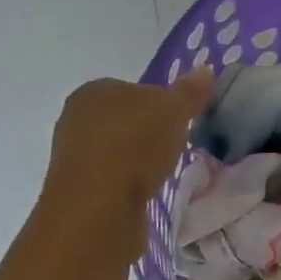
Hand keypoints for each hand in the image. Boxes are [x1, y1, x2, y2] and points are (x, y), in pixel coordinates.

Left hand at [38, 70, 215, 259]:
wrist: (97, 210)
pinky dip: (129, 184)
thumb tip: (206, 69)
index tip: (182, 122)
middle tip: (176, 147)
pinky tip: (144, 193)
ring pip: (118, 151)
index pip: (135, 89)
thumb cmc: (134, 148)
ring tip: (162, 173)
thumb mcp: (173, 112)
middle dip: (149, 133)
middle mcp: (76, 119)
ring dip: (138, 161)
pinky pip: (113, 179)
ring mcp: (74, 157)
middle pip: (126, 120)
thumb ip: (189, 92)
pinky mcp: (79, 191)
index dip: (162, 104)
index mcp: (94, 91)